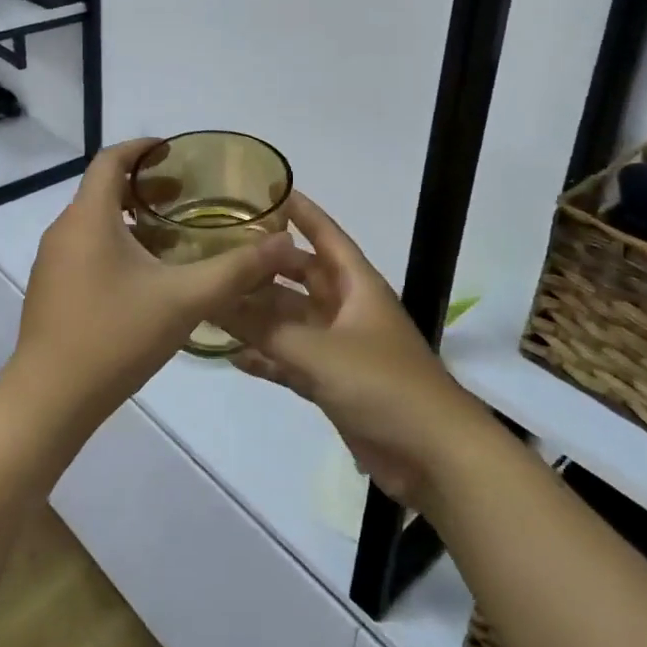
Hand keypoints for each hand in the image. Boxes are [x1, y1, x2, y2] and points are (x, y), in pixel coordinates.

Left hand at [7, 139, 299, 433]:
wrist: (49, 400)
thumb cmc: (115, 336)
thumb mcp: (184, 300)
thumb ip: (236, 270)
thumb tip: (283, 243)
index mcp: (88, 217)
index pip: (110, 159)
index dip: (142, 148)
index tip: (174, 152)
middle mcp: (63, 230)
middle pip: (102, 189)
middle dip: (144, 187)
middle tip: (185, 196)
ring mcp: (52, 261)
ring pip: (94, 221)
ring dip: (131, 218)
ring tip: (172, 236)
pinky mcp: (50, 288)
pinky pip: (84, 248)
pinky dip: (115, 244)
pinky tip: (144, 277)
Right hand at [217, 193, 489, 508]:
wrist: (433, 456)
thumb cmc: (383, 384)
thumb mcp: (320, 351)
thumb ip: (266, 328)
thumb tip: (216, 300)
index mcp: (357, 286)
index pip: (326, 236)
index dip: (301, 212)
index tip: (267, 191)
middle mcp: (347, 309)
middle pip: (301, 278)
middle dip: (265, 266)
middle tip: (221, 251)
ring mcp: (340, 348)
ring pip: (291, 321)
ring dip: (259, 315)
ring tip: (214, 301)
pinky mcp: (333, 384)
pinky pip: (292, 361)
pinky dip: (267, 358)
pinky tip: (232, 355)